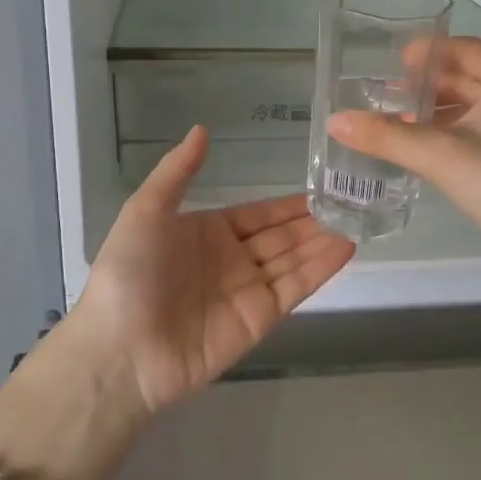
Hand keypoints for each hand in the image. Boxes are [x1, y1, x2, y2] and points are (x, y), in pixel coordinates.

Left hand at [67, 126, 355, 415]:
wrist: (121, 350)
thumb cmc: (129, 273)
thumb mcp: (146, 211)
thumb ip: (177, 171)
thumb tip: (202, 129)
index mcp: (207, 232)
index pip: (258, 214)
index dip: (289, 204)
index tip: (323, 188)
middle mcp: (232, 259)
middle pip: (282, 236)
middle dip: (314, 221)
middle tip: (353, 201)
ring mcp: (248, 290)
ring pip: (294, 259)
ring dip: (324, 240)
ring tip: (359, 219)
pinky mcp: (260, 318)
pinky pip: (295, 287)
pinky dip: (321, 268)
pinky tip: (346, 247)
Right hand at [324, 37, 480, 271]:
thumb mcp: (442, 156)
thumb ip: (388, 137)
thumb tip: (335, 120)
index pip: (464, 48)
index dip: (427, 51)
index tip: (391, 63)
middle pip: (468, 77)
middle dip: (426, 85)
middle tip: (385, 94)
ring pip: (473, 108)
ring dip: (437, 113)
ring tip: (396, 122)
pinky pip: (479, 133)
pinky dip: (450, 135)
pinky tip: (425, 152)